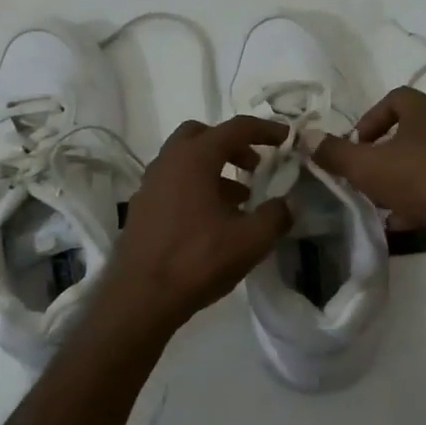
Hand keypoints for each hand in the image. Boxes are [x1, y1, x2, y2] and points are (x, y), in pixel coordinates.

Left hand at [100, 117, 294, 330]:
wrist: (142, 296)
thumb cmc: (198, 260)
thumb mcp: (250, 240)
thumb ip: (275, 216)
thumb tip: (285, 205)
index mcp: (194, 158)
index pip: (235, 128)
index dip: (264, 130)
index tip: (285, 138)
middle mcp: (168, 162)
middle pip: (201, 135)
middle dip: (231, 144)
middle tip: (253, 165)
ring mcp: (149, 185)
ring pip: (185, 161)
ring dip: (213, 169)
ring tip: (239, 199)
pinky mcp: (141, 208)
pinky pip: (173, 184)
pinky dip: (195, 188)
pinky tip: (212, 220)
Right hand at [312, 87, 425, 274]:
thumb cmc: (424, 178)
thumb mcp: (367, 167)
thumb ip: (335, 153)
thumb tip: (305, 136)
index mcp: (425, 110)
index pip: (394, 99)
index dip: (369, 119)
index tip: (356, 146)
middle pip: (408, 132)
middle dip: (382, 155)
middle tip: (364, 176)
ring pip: (424, 161)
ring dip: (400, 179)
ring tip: (380, 204)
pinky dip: (421, 199)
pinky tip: (404, 222)